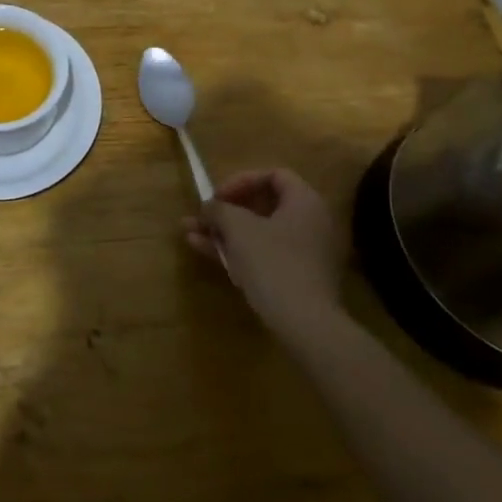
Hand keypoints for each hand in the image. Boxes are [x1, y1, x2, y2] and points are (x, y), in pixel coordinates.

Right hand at [185, 167, 347, 340]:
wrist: (305, 325)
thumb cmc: (273, 263)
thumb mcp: (237, 228)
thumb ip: (219, 209)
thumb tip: (208, 207)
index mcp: (305, 202)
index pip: (274, 176)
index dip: (241, 181)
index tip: (218, 196)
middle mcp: (311, 223)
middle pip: (263, 206)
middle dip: (226, 210)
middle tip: (201, 216)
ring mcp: (306, 253)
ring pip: (258, 233)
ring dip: (224, 232)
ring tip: (190, 234)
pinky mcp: (298, 278)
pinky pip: (265, 254)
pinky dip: (238, 251)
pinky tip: (205, 252)